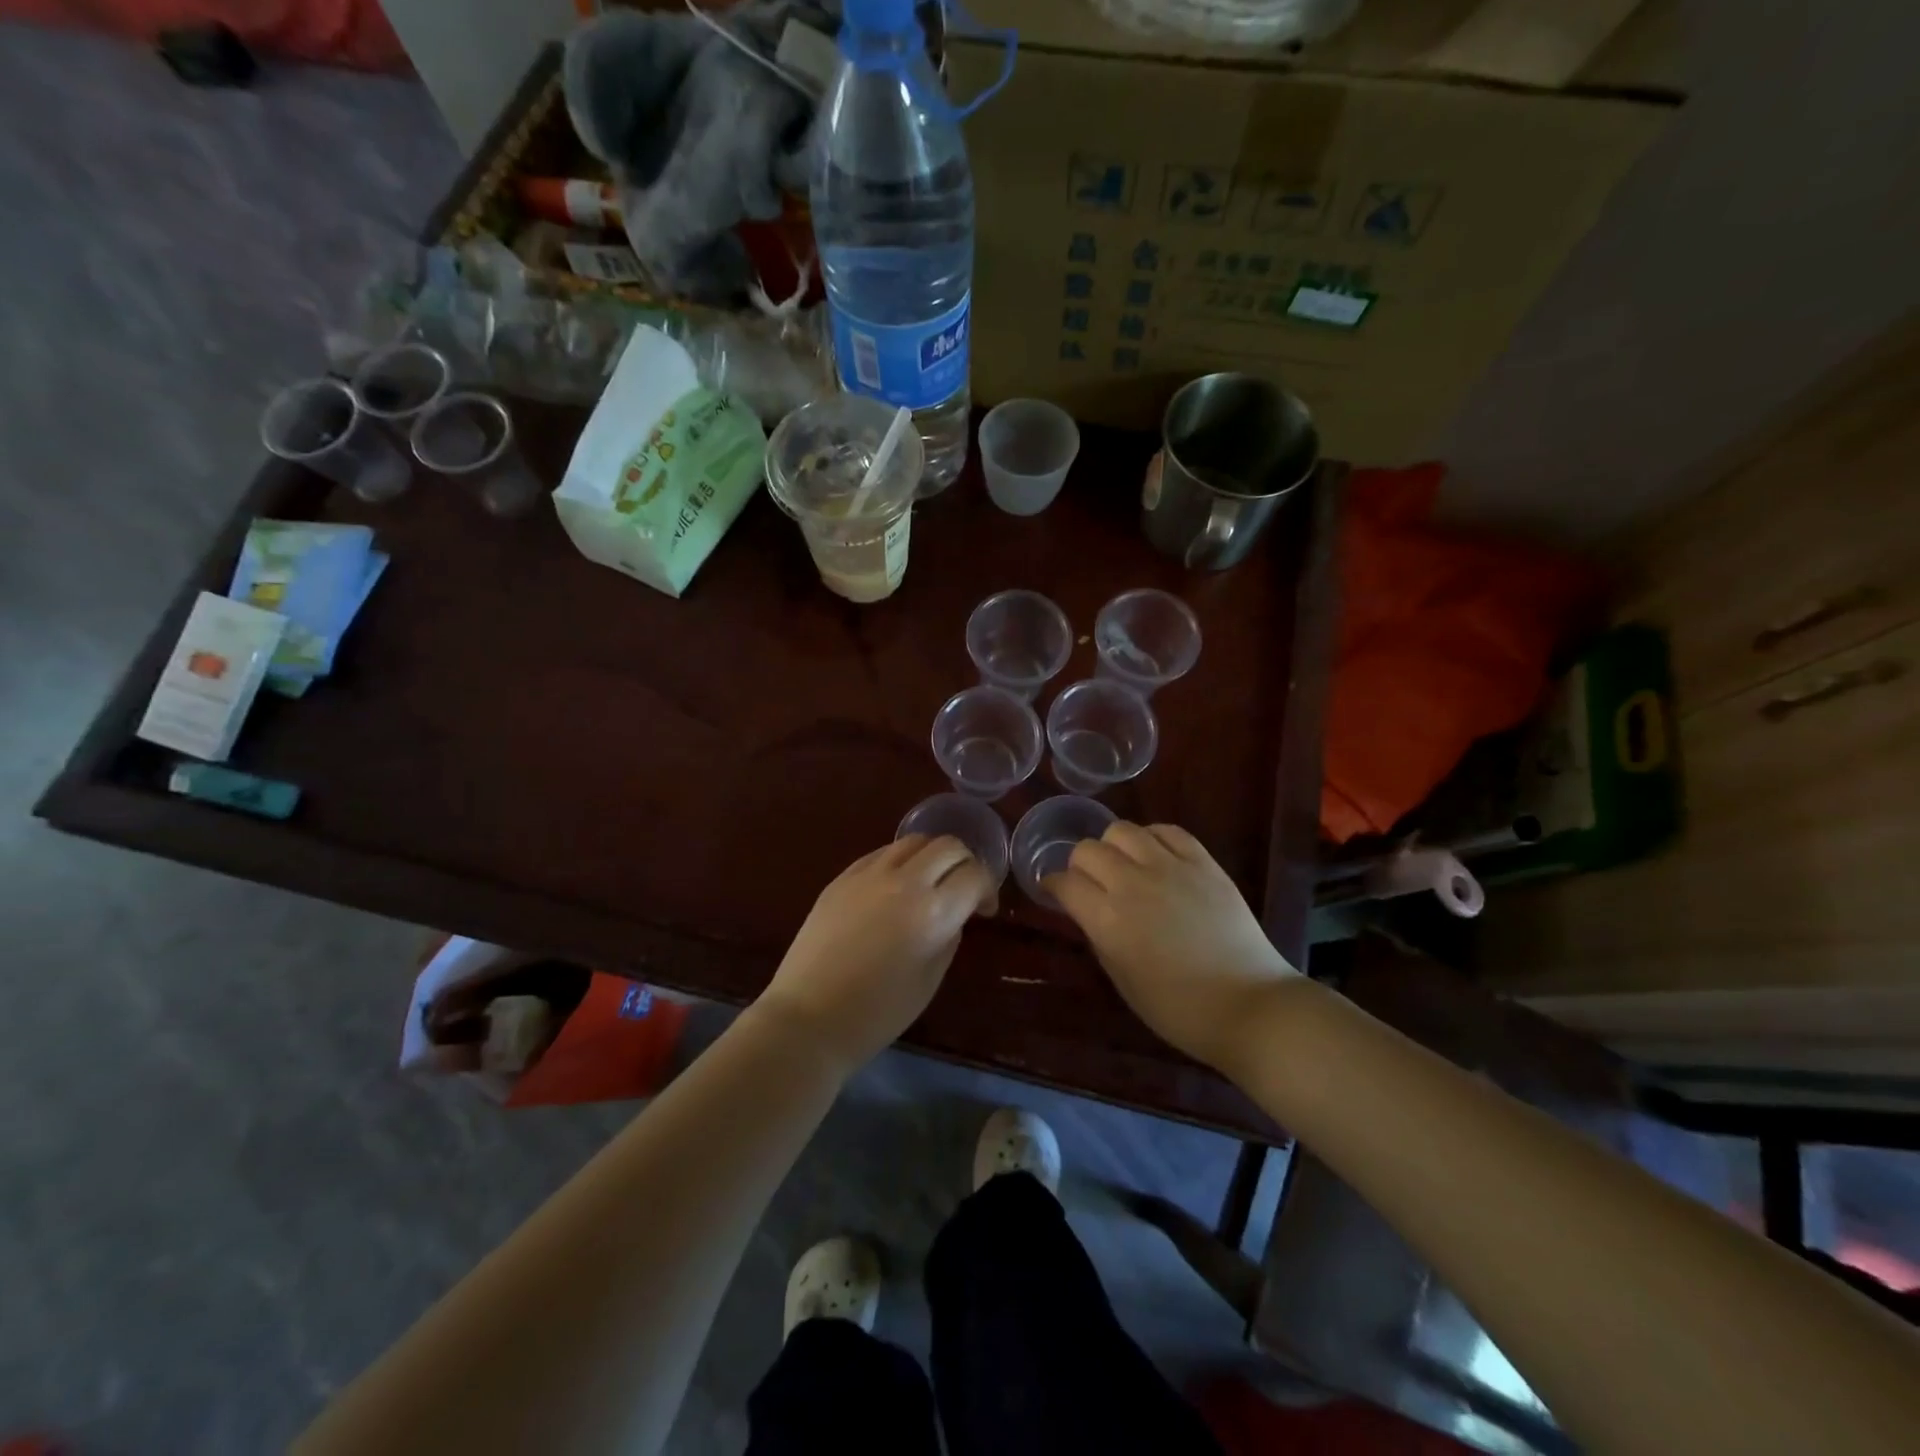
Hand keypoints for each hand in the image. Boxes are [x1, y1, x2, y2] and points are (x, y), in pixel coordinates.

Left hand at [752, 835, 995, 1073]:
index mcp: (933, 910)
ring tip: (927, 884)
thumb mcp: (930, 980)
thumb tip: (954, 914)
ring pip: (913, 841)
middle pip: (948, 845)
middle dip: (964, 863)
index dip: (987, 889)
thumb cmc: (877, 1013)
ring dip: (931, 857)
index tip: (983, 910)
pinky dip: (899, 861)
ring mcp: (868, 874)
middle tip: (961, 891)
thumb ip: (949, 936)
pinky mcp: (842, 877)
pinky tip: (894, 888)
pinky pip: (880, 853)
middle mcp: (904, 880)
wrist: (808, 1018)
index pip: (975, 875)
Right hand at [1045, 821, 1298, 1070]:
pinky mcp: (1203, 863)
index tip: (1055, 892)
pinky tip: (1155, 856)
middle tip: (1089, 882)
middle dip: (1079, 864)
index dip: (1053, 885)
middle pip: (1087, 849)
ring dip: (1113, 846)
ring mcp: (1170, 868)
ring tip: (1123, 865)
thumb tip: (1090, 912)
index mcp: (1107, 920)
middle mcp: (1132, 884)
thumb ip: (1100, 937)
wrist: (1248, 1005)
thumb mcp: (1123, 981)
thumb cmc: (1179, 1009)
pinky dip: (1152, 838)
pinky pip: (1167, 831)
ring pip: (1122, 830)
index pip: (1064, 882)